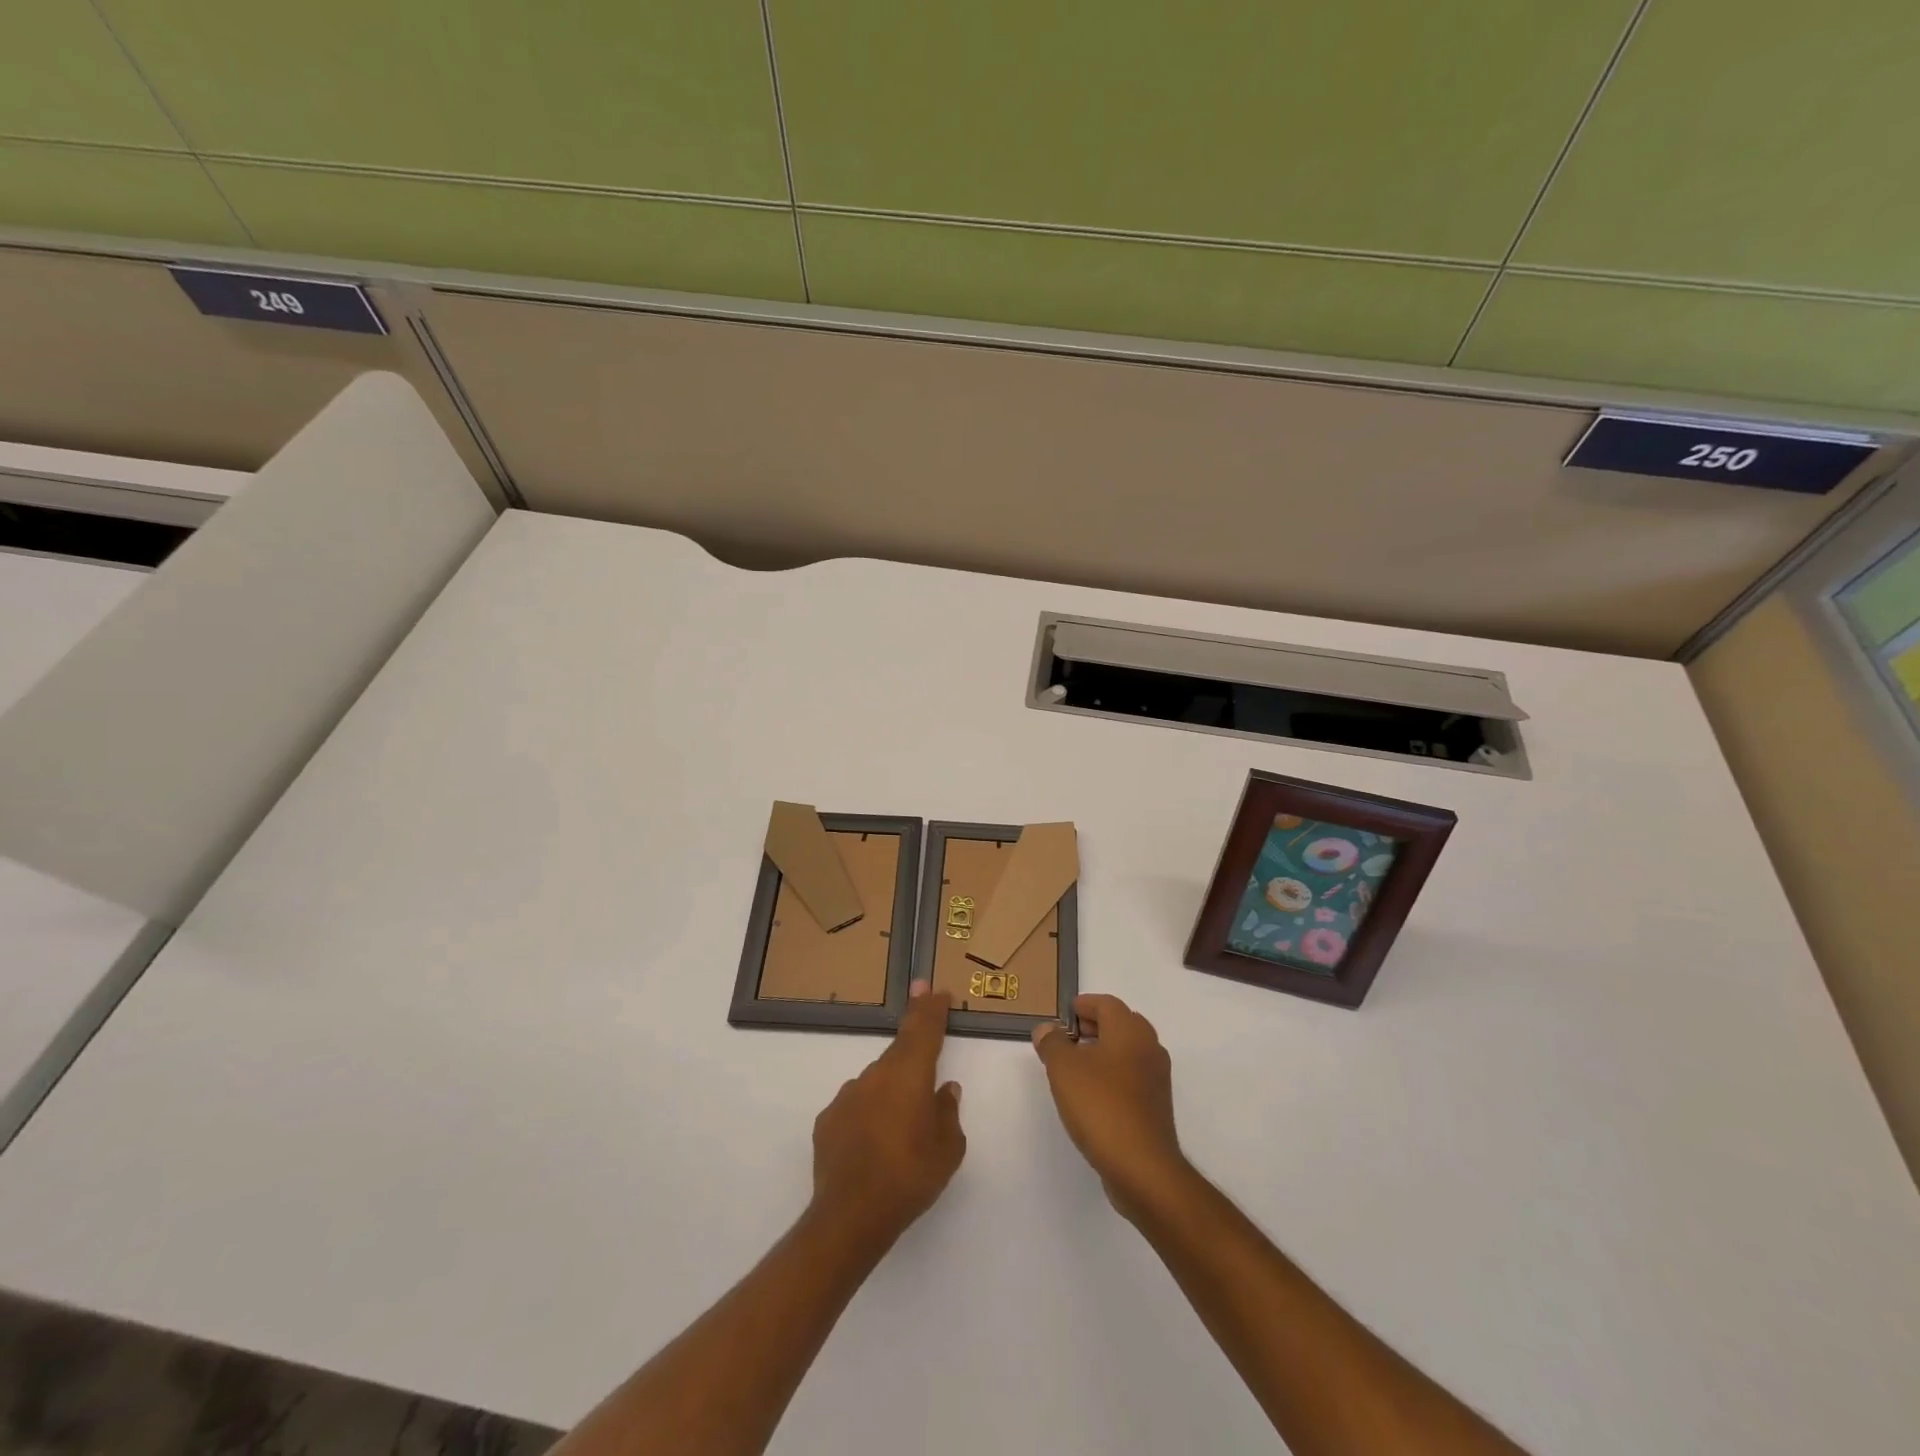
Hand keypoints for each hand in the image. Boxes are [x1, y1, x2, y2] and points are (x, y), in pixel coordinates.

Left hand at [810, 981, 964, 1245]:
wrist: (851, 1215)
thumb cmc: (911, 1175)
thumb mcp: (948, 1148)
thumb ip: (948, 1112)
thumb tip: (945, 1090)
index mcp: (910, 1074)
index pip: (923, 1029)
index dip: (930, 1007)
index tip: (933, 986)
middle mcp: (877, 1075)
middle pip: (899, 1050)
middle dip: (913, 1035)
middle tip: (923, 1019)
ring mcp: (848, 1096)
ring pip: (877, 1081)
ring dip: (892, 1088)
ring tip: (901, 1119)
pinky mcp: (828, 1120)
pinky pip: (857, 1106)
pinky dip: (869, 1113)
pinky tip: (874, 1139)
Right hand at [1033, 993, 1186, 1219]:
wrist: (1142, 1166)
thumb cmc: (1100, 1105)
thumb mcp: (1063, 1069)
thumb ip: (1052, 1043)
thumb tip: (1047, 1029)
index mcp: (1129, 1030)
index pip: (1107, 1003)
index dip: (1084, 1004)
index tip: (1065, 1014)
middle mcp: (1149, 1047)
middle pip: (1120, 1024)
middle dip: (1094, 1026)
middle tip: (1068, 1036)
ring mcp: (1156, 1078)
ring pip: (1128, 1051)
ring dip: (1103, 1051)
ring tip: (1075, 1065)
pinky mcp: (1156, 1105)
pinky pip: (1132, 1076)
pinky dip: (1113, 1074)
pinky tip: (1092, 1093)